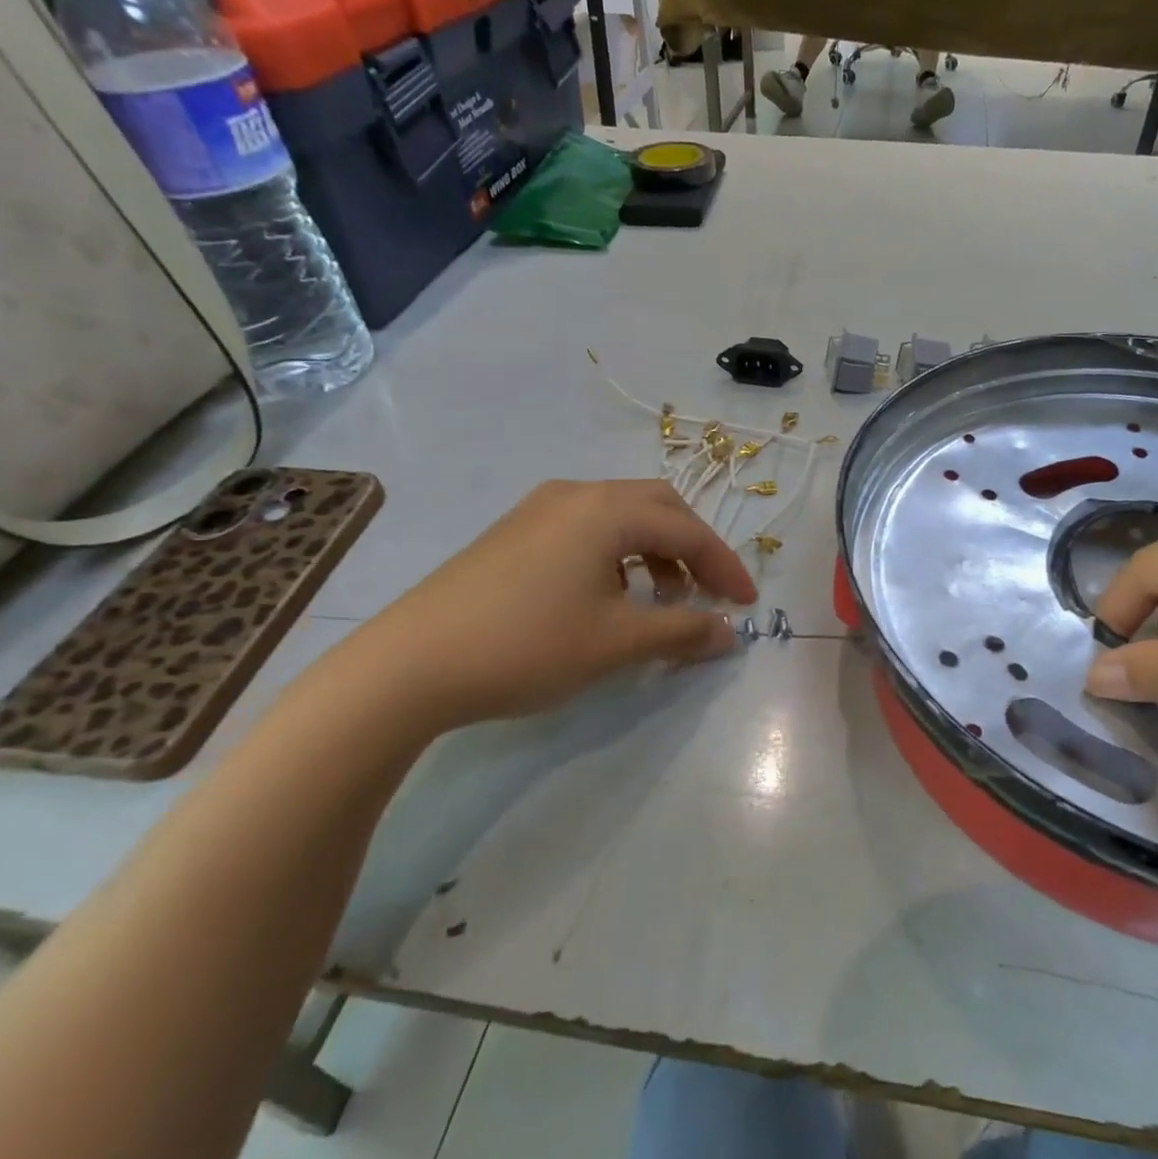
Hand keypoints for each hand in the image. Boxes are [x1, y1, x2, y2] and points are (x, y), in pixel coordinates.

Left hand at [326, 479, 756, 735]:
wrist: (409, 664)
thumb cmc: (527, 645)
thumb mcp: (616, 643)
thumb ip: (682, 632)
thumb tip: (729, 634)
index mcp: (606, 509)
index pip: (688, 529)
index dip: (725, 567)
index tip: (748, 605)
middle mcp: (576, 494)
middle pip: (658, 507)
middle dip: (693, 548)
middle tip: (708, 593)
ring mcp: (539, 509)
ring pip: (621, 517)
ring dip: (654, 551)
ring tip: (659, 601)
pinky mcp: (515, 532)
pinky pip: (587, 530)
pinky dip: (617, 556)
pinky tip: (608, 596)